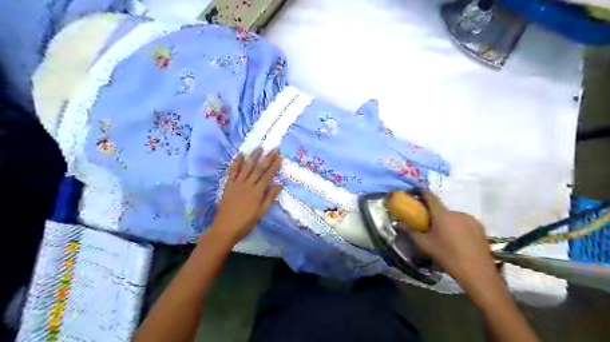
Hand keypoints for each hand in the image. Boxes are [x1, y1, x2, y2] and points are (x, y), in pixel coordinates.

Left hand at [209, 148, 282, 243]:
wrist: (224, 228)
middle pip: (258, 169)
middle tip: (274, 149)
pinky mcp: (228, 185)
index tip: (280, 157)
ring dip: (253, 156)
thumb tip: (280, 185)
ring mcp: (237, 184)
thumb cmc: (245, 223)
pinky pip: (233, 171)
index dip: (274, 166)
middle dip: (267, 158)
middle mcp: (247, 185)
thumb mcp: (261, 212)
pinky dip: (236, 163)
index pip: (267, 176)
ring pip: (246, 167)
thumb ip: (269, 198)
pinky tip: (240, 155)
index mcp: (257, 193)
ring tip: (259, 147)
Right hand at [409, 192, 500, 295]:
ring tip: (445, 236)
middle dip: (434, 214)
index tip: (415, 192)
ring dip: (447, 222)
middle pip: (441, 209)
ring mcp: (470, 219)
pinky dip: (458, 227)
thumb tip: (399, 223)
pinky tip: (458, 240)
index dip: (422, 192)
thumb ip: (410, 232)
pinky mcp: (480, 227)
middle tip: (429, 225)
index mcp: (442, 214)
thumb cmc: (447, 256)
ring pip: (453, 216)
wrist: (477, 272)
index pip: (430, 197)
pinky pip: (464, 222)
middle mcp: (456, 212)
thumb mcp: (424, 245)